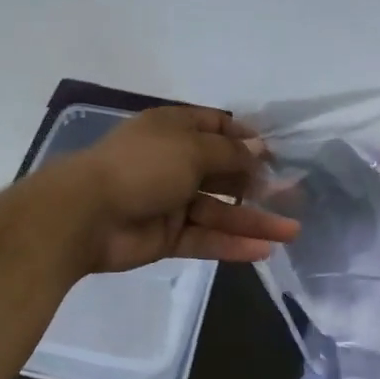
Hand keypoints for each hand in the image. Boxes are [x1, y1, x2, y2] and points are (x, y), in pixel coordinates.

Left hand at [48, 106, 299, 273]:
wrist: (85, 215)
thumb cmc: (141, 167)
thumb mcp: (191, 149)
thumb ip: (230, 153)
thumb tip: (259, 150)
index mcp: (173, 130)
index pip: (215, 127)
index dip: (245, 138)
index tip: (275, 152)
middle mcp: (174, 163)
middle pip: (223, 172)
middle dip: (258, 183)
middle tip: (294, 195)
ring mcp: (171, 202)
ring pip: (220, 210)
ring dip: (254, 220)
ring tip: (291, 231)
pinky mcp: (168, 236)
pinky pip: (206, 238)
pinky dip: (233, 244)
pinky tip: (264, 251)